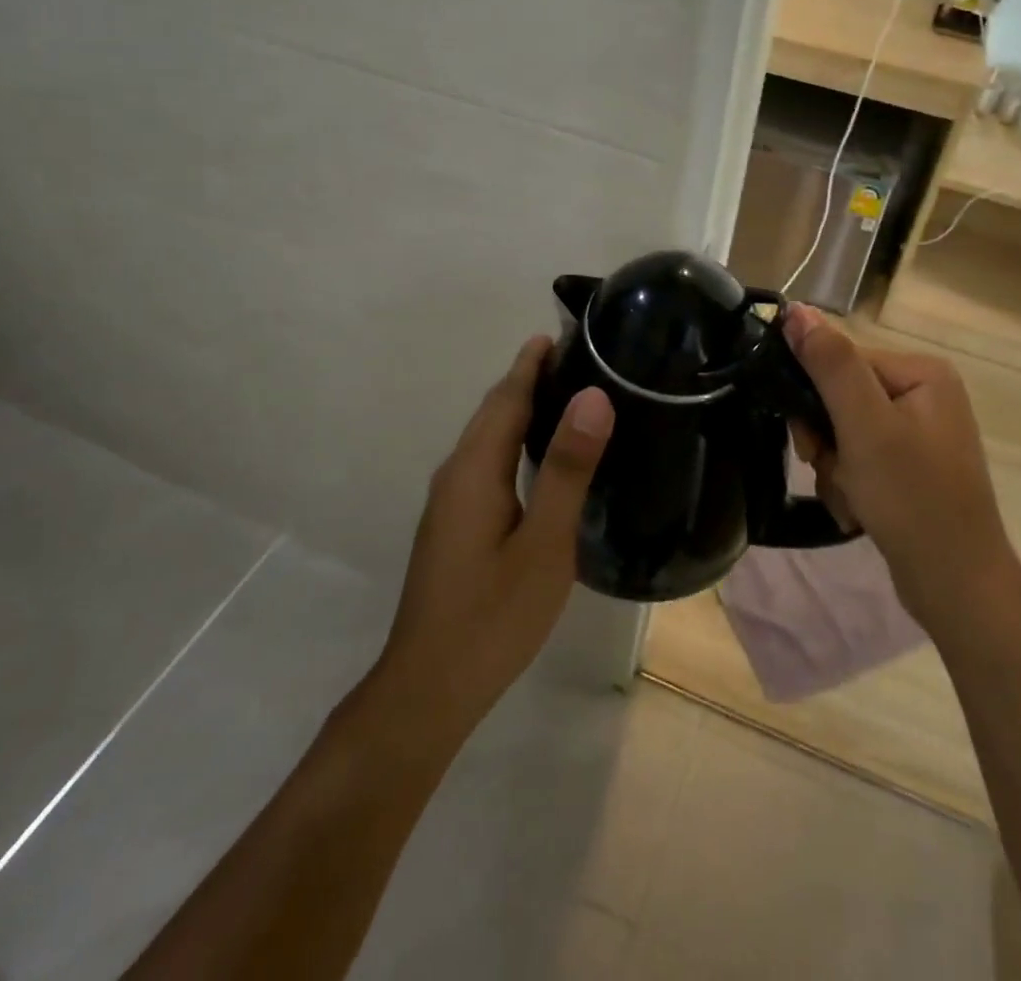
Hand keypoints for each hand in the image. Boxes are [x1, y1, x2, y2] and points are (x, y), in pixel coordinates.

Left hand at [377, 337, 613, 743]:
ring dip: (521, 408)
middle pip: (494, 411)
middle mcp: (455, 474)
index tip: (564, 330)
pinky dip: (513, 439)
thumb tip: (592, 397)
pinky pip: (485, 461)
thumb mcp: (544, 543)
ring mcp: (449, 501)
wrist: (429, 688)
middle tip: (581, 357)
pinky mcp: (453, 524)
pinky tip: (540, 457)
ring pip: (487, 437)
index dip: (533, 361)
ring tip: (569, 395)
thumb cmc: (493, 615)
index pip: (507, 396)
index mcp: (474, 469)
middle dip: (529, 378)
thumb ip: (566, 469)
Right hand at [783, 305, 1011, 630]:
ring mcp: (920, 433)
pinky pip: (861, 458)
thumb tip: (795, 309)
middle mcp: (924, 394)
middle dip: (827, 440)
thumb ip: (830, 364)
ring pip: (844, 432)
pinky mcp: (912, 466)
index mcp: (922, 372)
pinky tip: (859, 511)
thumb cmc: (912, 498)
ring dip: (835, 467)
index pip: (843, 362)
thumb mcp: (865, 425)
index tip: (812, 440)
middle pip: (841, 398)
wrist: (957, 586)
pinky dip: (850, 483)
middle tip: (830, 469)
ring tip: (851, 498)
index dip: (816, 399)